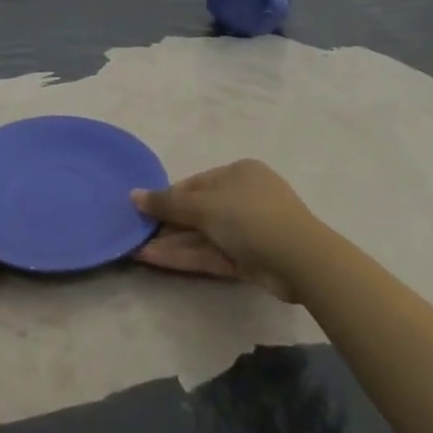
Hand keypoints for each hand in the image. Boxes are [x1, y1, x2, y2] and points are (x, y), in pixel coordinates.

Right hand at [132, 158, 322, 302]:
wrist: (299, 259)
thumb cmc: (249, 216)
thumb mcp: (203, 206)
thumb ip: (167, 202)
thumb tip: (133, 194)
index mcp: (238, 173)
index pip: (195, 184)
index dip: (168, 197)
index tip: (143, 211)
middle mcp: (244, 197)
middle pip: (199, 211)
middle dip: (168, 224)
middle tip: (137, 234)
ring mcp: (249, 230)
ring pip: (204, 235)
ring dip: (173, 243)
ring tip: (137, 250)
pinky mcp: (251, 259)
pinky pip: (213, 253)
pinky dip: (187, 256)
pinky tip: (156, 259)